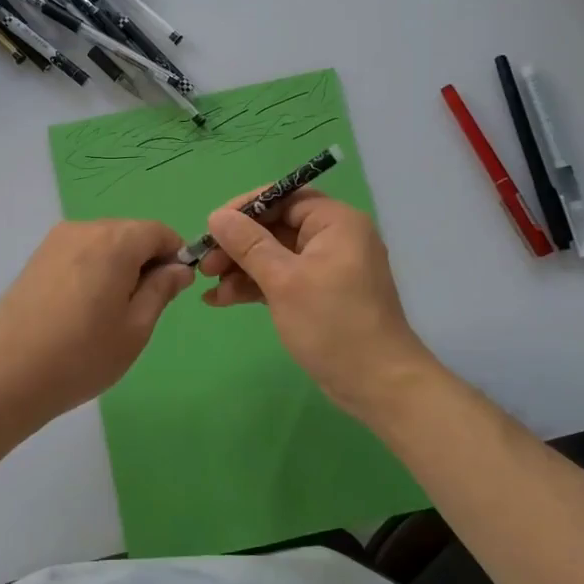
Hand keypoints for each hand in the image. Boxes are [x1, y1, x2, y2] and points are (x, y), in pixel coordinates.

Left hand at [0, 220, 194, 423]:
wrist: (9, 373)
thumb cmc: (83, 355)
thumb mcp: (136, 328)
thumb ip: (161, 289)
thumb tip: (179, 268)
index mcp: (115, 241)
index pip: (159, 232)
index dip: (174, 256)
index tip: (171, 290)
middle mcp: (85, 229)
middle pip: (130, 233)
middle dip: (144, 260)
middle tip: (140, 308)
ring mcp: (56, 240)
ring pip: (103, 242)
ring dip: (117, 265)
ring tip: (107, 312)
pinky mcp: (37, 257)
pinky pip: (79, 252)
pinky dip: (91, 269)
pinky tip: (81, 307)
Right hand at [201, 190, 437, 421]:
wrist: (378, 386)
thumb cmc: (333, 324)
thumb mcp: (284, 281)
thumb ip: (248, 244)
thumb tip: (216, 216)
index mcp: (335, 223)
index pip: (284, 197)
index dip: (245, 208)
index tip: (212, 226)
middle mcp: (333, 238)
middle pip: (275, 227)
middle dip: (237, 244)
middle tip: (205, 263)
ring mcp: (326, 268)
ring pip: (274, 255)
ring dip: (240, 268)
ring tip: (207, 286)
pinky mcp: (319, 295)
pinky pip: (281, 278)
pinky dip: (255, 286)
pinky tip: (221, 299)